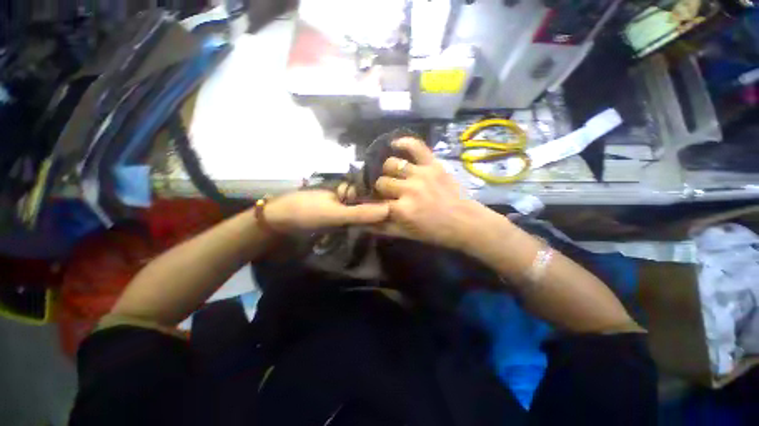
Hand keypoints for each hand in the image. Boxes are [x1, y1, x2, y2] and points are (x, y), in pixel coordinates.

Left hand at [265, 188, 389, 231]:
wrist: (279, 222)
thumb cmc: (306, 212)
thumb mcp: (335, 213)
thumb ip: (360, 213)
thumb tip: (389, 210)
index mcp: (347, 186)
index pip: (372, 190)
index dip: (386, 198)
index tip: (400, 208)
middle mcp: (347, 193)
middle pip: (369, 201)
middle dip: (380, 210)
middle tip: (396, 221)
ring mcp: (342, 205)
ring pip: (362, 210)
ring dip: (372, 218)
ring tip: (389, 226)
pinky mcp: (337, 216)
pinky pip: (354, 218)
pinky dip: (361, 223)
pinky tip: (372, 229)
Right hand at [374, 137, 491, 250]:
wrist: (464, 222)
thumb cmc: (434, 231)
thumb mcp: (406, 234)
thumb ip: (382, 227)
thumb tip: (362, 221)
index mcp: (402, 209)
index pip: (374, 202)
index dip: (371, 202)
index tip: (371, 203)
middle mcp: (408, 189)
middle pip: (381, 182)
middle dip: (381, 188)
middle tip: (386, 192)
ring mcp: (421, 173)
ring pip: (391, 164)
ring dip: (389, 171)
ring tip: (394, 176)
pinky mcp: (433, 164)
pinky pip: (415, 146)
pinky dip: (404, 143)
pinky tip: (395, 144)